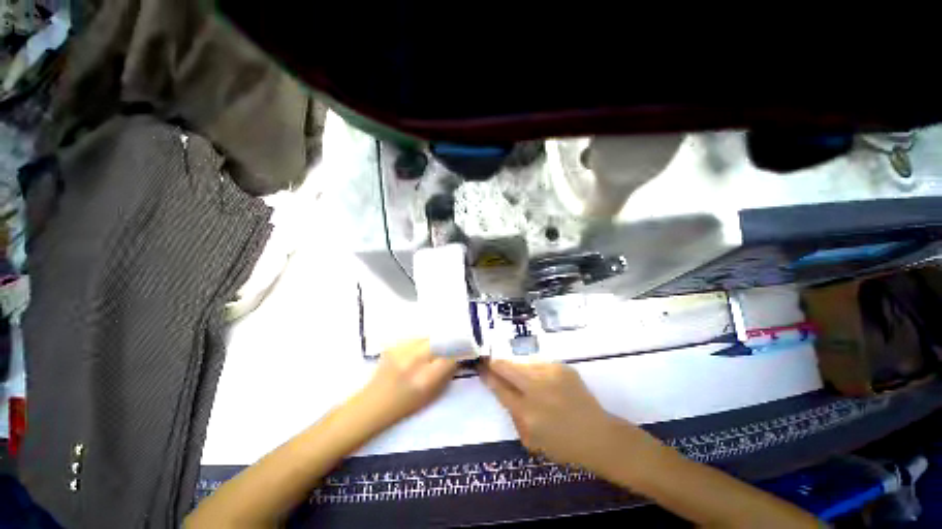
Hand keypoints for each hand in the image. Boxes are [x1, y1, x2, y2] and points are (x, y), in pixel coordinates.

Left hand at [358, 338, 457, 427]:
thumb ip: (446, 373)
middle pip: (439, 341)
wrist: (372, 404)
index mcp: (425, 379)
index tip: (462, 350)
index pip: (450, 356)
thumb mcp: (432, 395)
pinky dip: (419, 343)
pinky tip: (415, 352)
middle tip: (449, 347)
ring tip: (430, 350)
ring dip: (433, 342)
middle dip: (447, 342)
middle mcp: (413, 361)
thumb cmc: (405, 405)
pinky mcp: (392, 345)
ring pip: (426, 337)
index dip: (458, 351)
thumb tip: (457, 356)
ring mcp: (401, 351)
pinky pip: (414, 338)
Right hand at [481, 359, 649, 472]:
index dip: (488, 375)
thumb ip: (514, 415)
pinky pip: (540, 364)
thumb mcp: (532, 440)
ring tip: (525, 378)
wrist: (598, 435)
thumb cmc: (563, 445)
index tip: (481, 366)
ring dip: (518, 369)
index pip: (499, 387)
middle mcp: (536, 389)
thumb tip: (503, 391)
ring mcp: (550, 375)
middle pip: (507, 367)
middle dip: (496, 363)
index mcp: (527, 412)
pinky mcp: (562, 367)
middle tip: (491, 362)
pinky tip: (544, 382)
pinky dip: (536, 371)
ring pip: (523, 363)